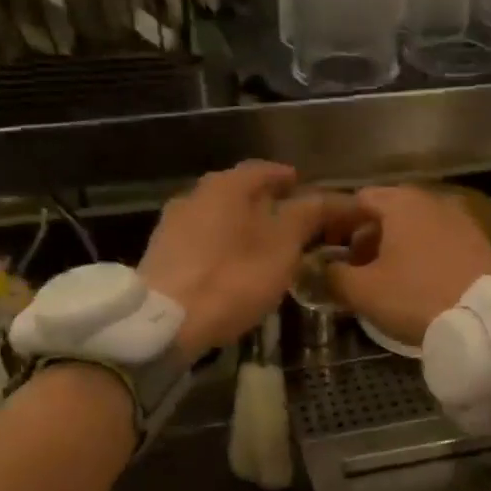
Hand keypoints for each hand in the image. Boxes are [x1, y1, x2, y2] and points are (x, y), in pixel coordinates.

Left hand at [140, 161, 358, 359]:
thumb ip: (307, 216)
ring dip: (240, 225)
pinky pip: (201, 240)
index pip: (264, 169)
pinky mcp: (161, 254)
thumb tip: (328, 197)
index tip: (302, 186)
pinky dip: (221, 245)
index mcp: (227, 185)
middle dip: (263, 202)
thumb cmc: (233, 278)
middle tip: (287, 219)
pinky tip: (231, 265)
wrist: (165, 321)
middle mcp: (196, 194)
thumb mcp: (283, 247)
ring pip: (217, 216)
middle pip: (237, 191)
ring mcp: (173, 224)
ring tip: (262, 245)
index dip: (286, 177)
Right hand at [327, 186, 490, 346]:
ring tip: (385, 281)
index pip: (358, 199)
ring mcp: (462, 220)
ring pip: (416, 228)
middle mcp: (433, 201)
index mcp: (401, 202)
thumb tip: (317, 269)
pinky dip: (423, 256)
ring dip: (395, 248)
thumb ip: (333, 276)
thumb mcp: (364, 291)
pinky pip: (440, 243)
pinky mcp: (481, 243)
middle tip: (354, 269)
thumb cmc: (418, 298)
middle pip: (388, 212)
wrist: (489, 320)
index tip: (327, 251)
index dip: (337, 224)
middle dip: (366, 238)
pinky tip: (419, 285)